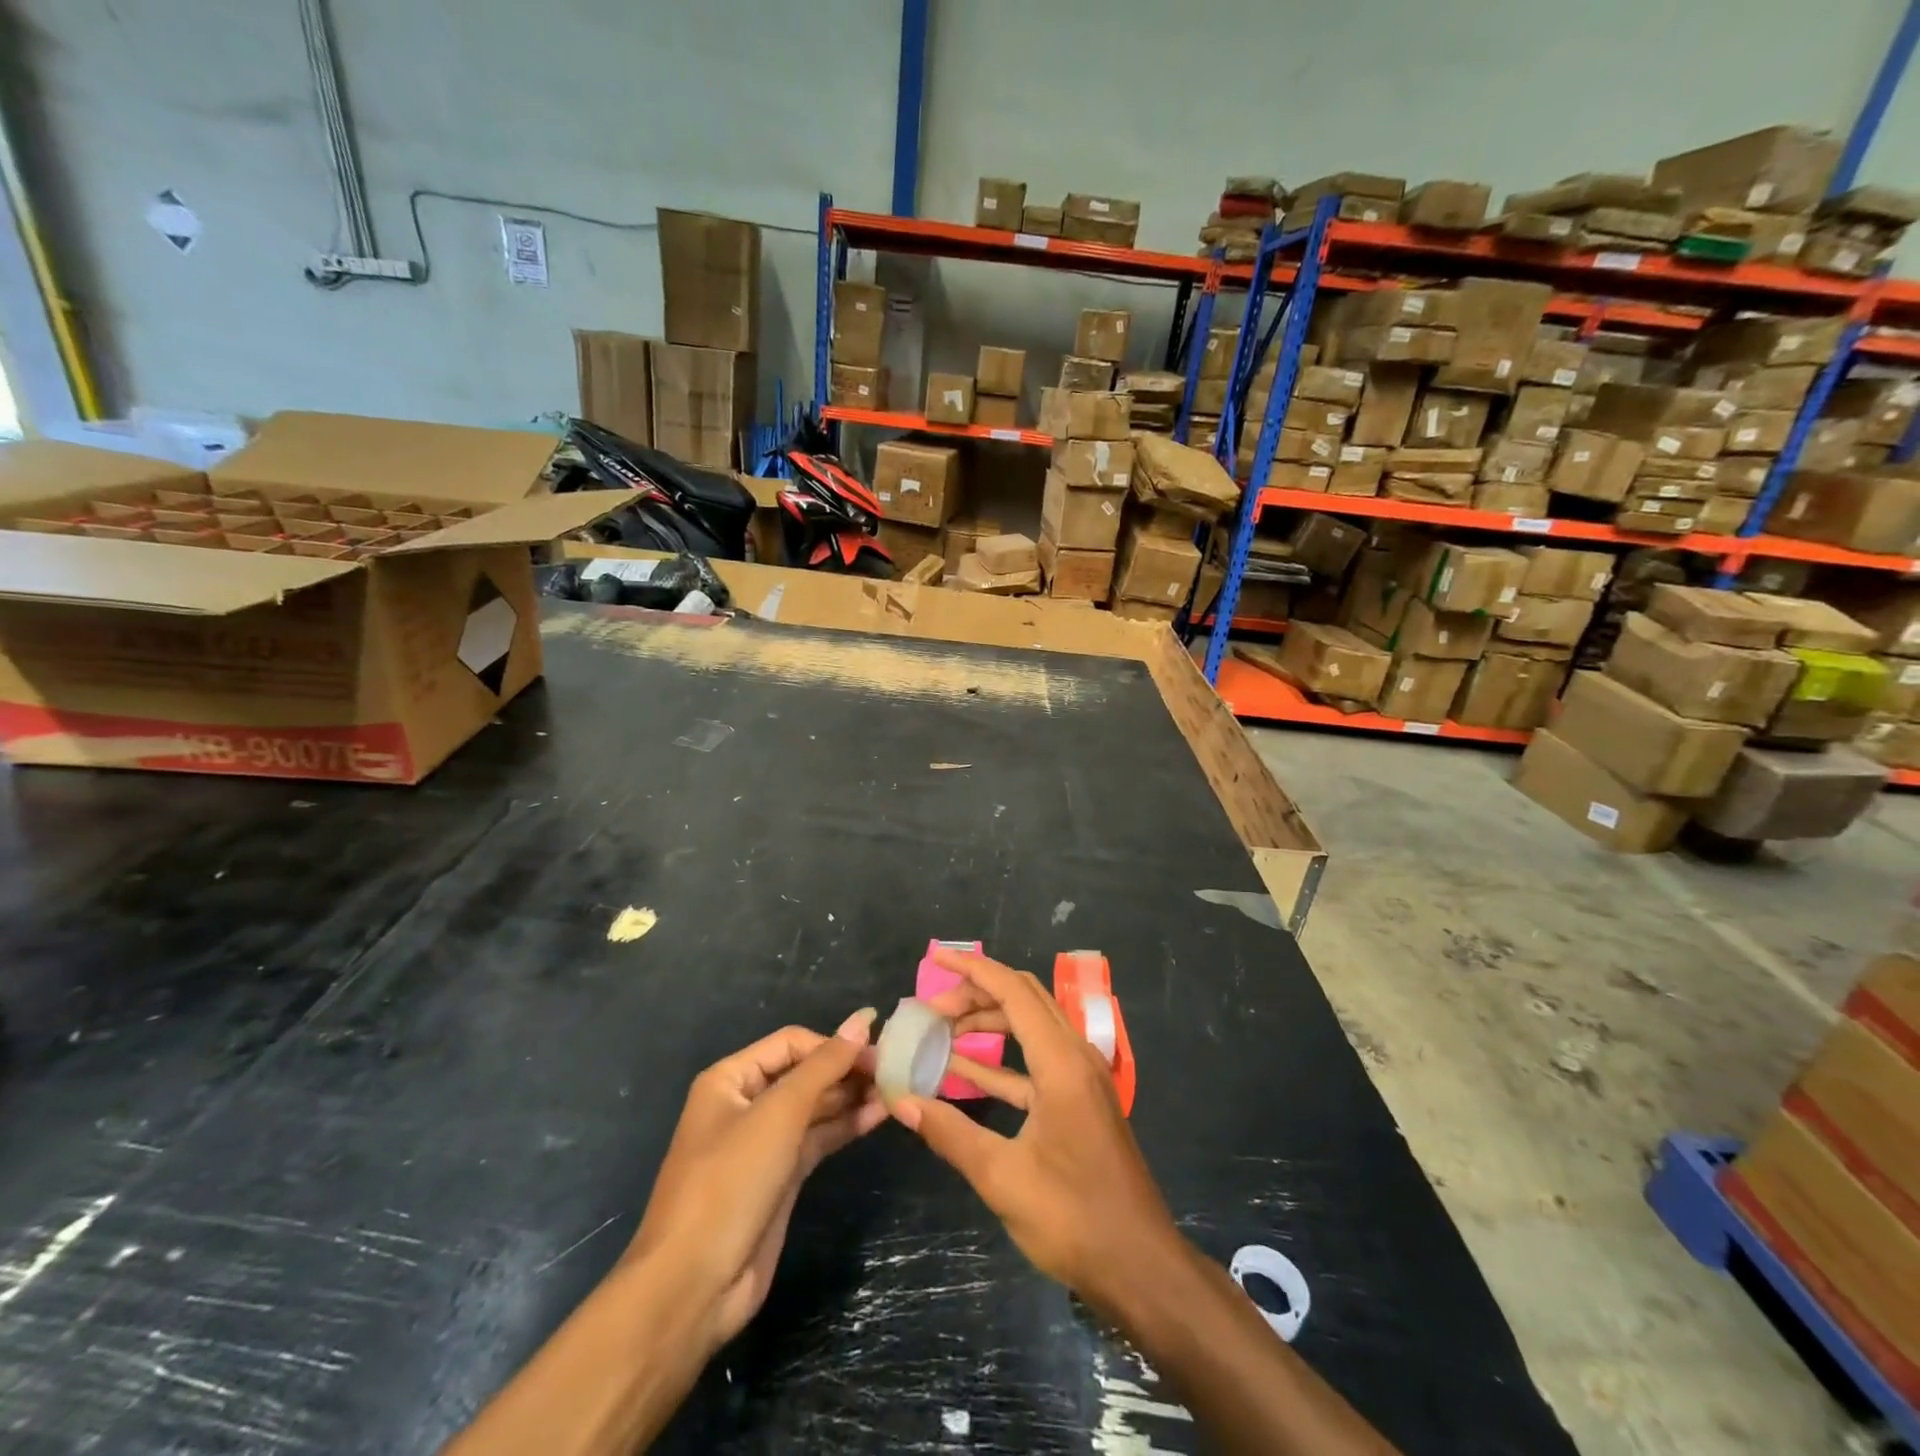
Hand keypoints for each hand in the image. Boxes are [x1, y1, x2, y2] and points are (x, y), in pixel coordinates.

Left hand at [628, 1010, 886, 1349]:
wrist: (693, 1285)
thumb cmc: (730, 1181)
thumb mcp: (779, 1113)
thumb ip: (825, 1065)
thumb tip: (863, 1019)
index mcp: (731, 1079)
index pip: (791, 1043)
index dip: (833, 1044)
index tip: (878, 1051)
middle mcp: (746, 1104)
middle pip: (804, 1073)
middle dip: (846, 1070)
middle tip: (895, 1071)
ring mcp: (764, 1143)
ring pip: (815, 1107)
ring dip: (852, 1097)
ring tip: (896, 1090)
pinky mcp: (781, 1177)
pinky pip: (818, 1138)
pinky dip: (846, 1126)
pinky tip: (879, 1116)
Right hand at [893, 948, 1180, 1309]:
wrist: (1140, 1266)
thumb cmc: (1073, 1218)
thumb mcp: (1002, 1177)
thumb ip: (950, 1133)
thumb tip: (902, 1101)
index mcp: (1060, 1062)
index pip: (1013, 992)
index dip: (973, 969)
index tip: (935, 957)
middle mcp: (1075, 1056)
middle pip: (1024, 999)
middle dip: (977, 992)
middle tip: (932, 1007)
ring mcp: (1080, 1078)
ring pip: (1031, 1027)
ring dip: (989, 1023)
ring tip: (941, 1033)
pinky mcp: (1079, 1101)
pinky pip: (1036, 1062)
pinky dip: (1001, 1060)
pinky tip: (964, 1072)